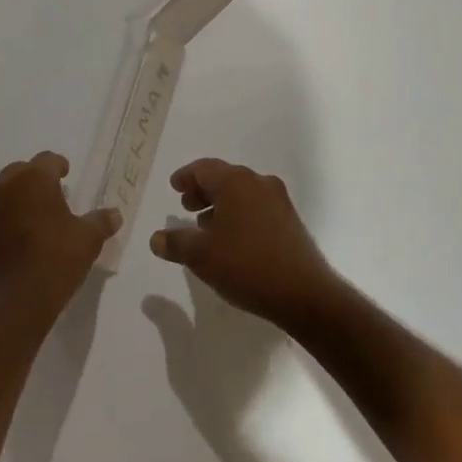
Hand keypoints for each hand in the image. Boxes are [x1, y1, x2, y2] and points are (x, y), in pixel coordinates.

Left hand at [0, 152, 118, 324]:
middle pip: (21, 171)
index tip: (67, 174)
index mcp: (34, 180)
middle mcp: (6, 188)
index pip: (47, 159)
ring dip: (20, 199)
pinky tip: (22, 240)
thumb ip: (101, 221)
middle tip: (53, 193)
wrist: (14, 304)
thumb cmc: (56, 261)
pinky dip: (8, 221)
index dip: (59, 165)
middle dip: (36, 178)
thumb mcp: (88, 240)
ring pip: (5, 194)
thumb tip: (115, 214)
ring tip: (38, 217)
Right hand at [150, 159, 343, 331]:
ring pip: (242, 193)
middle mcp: (258, 183)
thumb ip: (175, 243)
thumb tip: (156, 238)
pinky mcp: (290, 220)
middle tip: (186, 207)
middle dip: (203, 190)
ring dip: (221, 204)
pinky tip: (232, 240)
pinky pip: (256, 207)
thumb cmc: (246, 265)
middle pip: (224, 177)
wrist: (304, 293)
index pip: (204, 168)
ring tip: (206, 226)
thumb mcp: (201, 256)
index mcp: (235, 182)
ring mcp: (278, 201)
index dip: (186, 177)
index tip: (174, 187)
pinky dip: (238, 214)